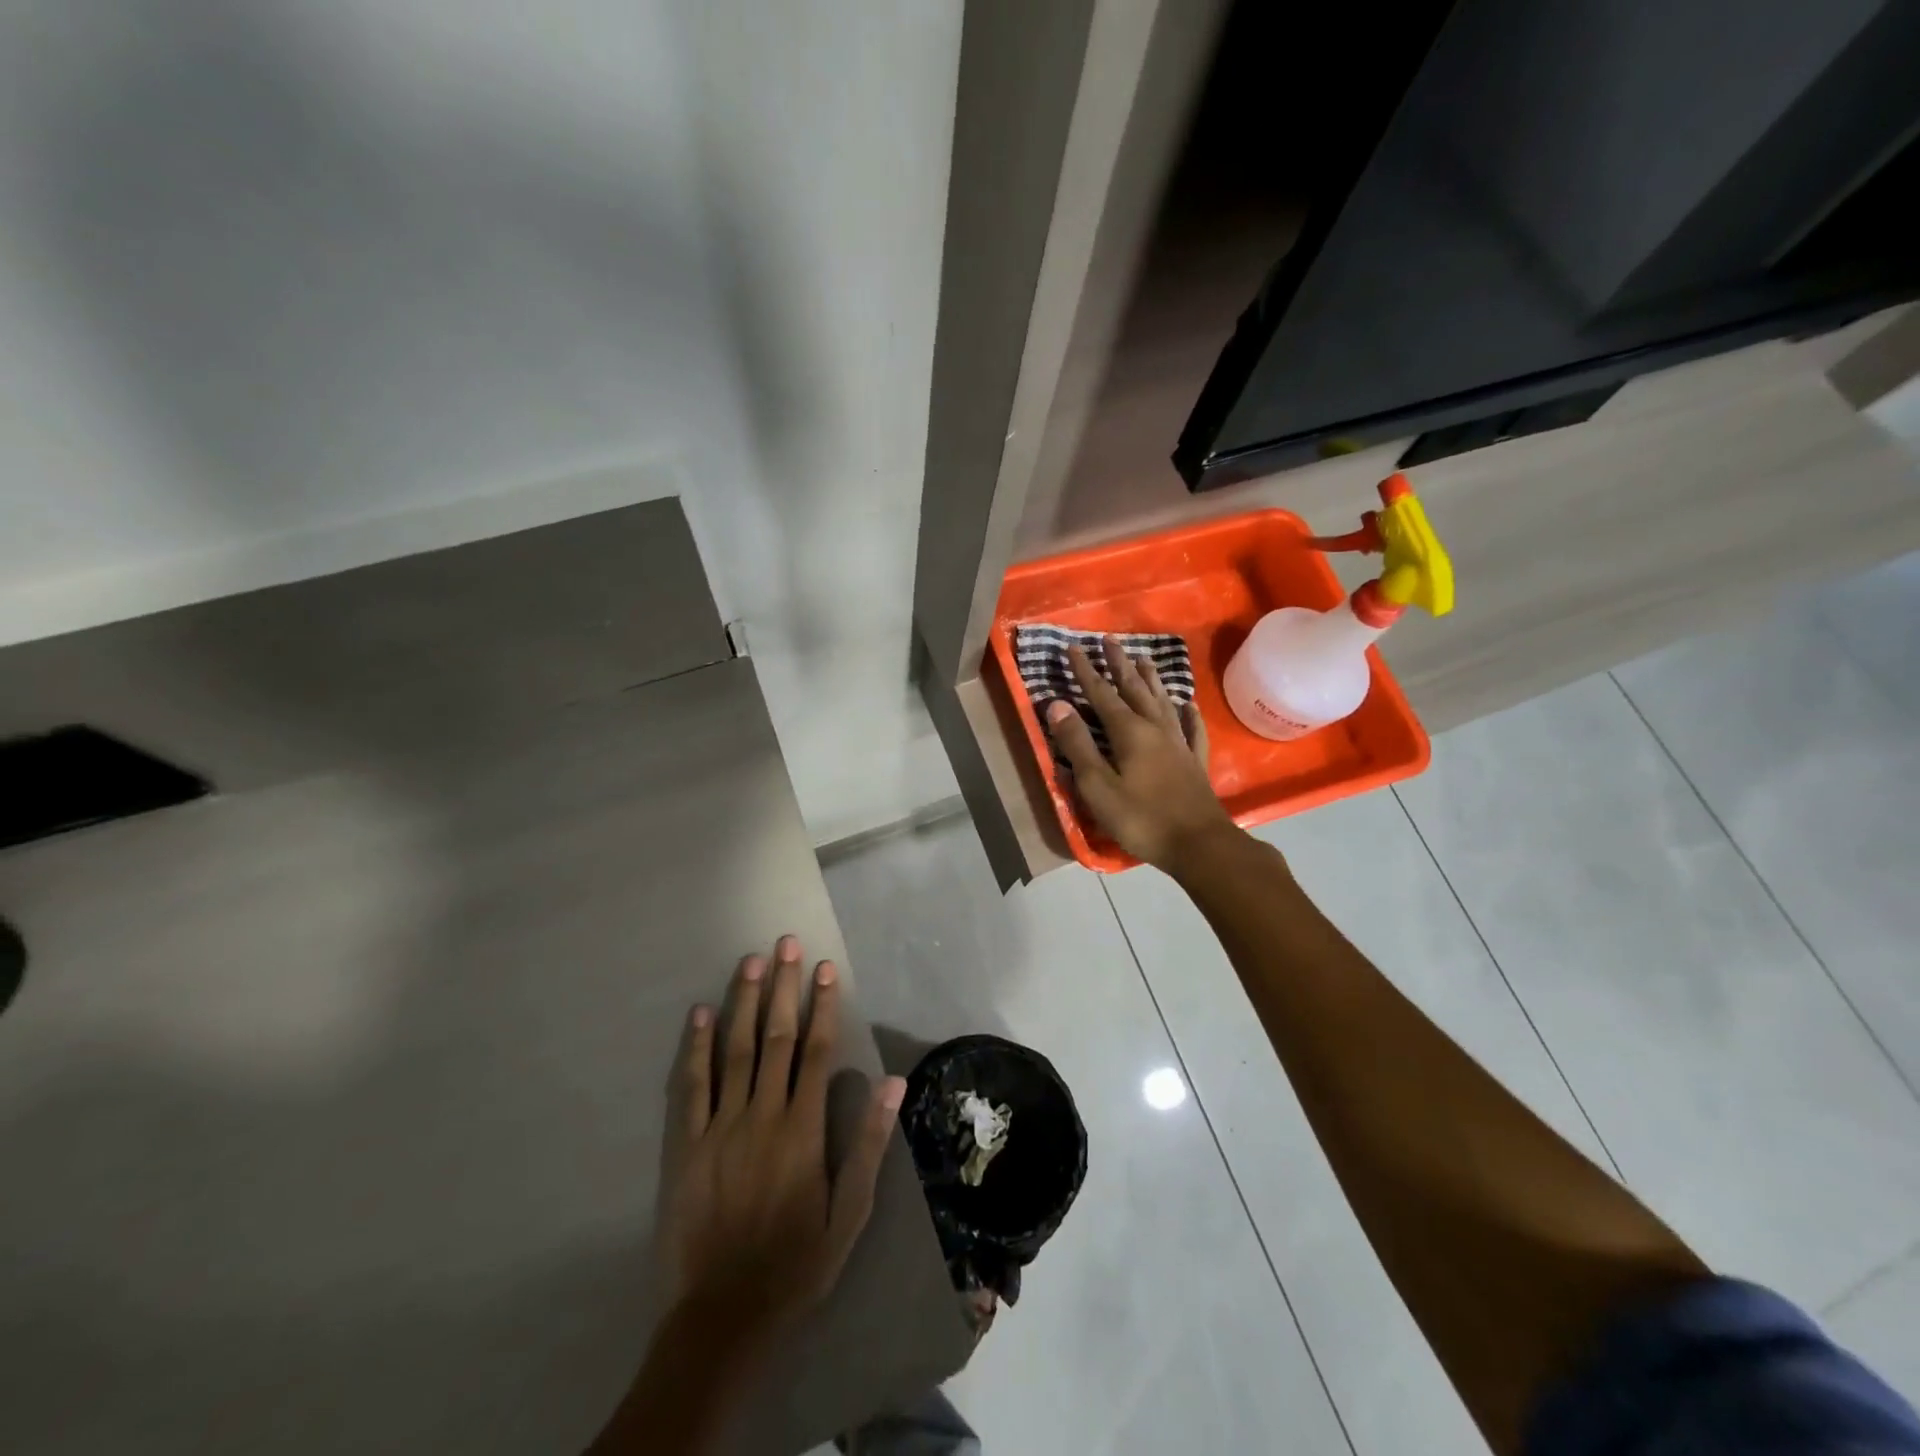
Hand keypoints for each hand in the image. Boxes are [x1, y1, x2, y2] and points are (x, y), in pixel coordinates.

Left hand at [657, 936, 905, 1337]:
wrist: (723, 1317)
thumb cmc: (795, 1262)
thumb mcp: (849, 1213)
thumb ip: (867, 1144)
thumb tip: (891, 1082)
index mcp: (802, 1129)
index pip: (815, 1051)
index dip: (821, 1005)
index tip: (825, 968)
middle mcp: (761, 1116)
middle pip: (774, 1038)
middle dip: (782, 987)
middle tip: (785, 943)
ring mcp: (720, 1128)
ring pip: (734, 1051)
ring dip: (742, 1002)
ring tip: (749, 961)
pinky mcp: (685, 1146)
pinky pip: (690, 1087)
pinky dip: (695, 1048)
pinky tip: (699, 1015)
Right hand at [1045, 636, 1236, 870]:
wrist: (1199, 844)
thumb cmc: (1141, 818)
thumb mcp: (1097, 785)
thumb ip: (1077, 744)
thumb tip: (1057, 704)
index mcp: (1129, 732)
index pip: (1101, 694)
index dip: (1085, 671)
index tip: (1073, 647)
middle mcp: (1155, 729)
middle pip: (1134, 689)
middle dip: (1119, 665)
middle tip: (1109, 640)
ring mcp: (1179, 744)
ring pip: (1162, 702)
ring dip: (1151, 680)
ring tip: (1144, 660)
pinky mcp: (1194, 763)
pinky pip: (1192, 730)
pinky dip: (1188, 715)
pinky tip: (1188, 705)